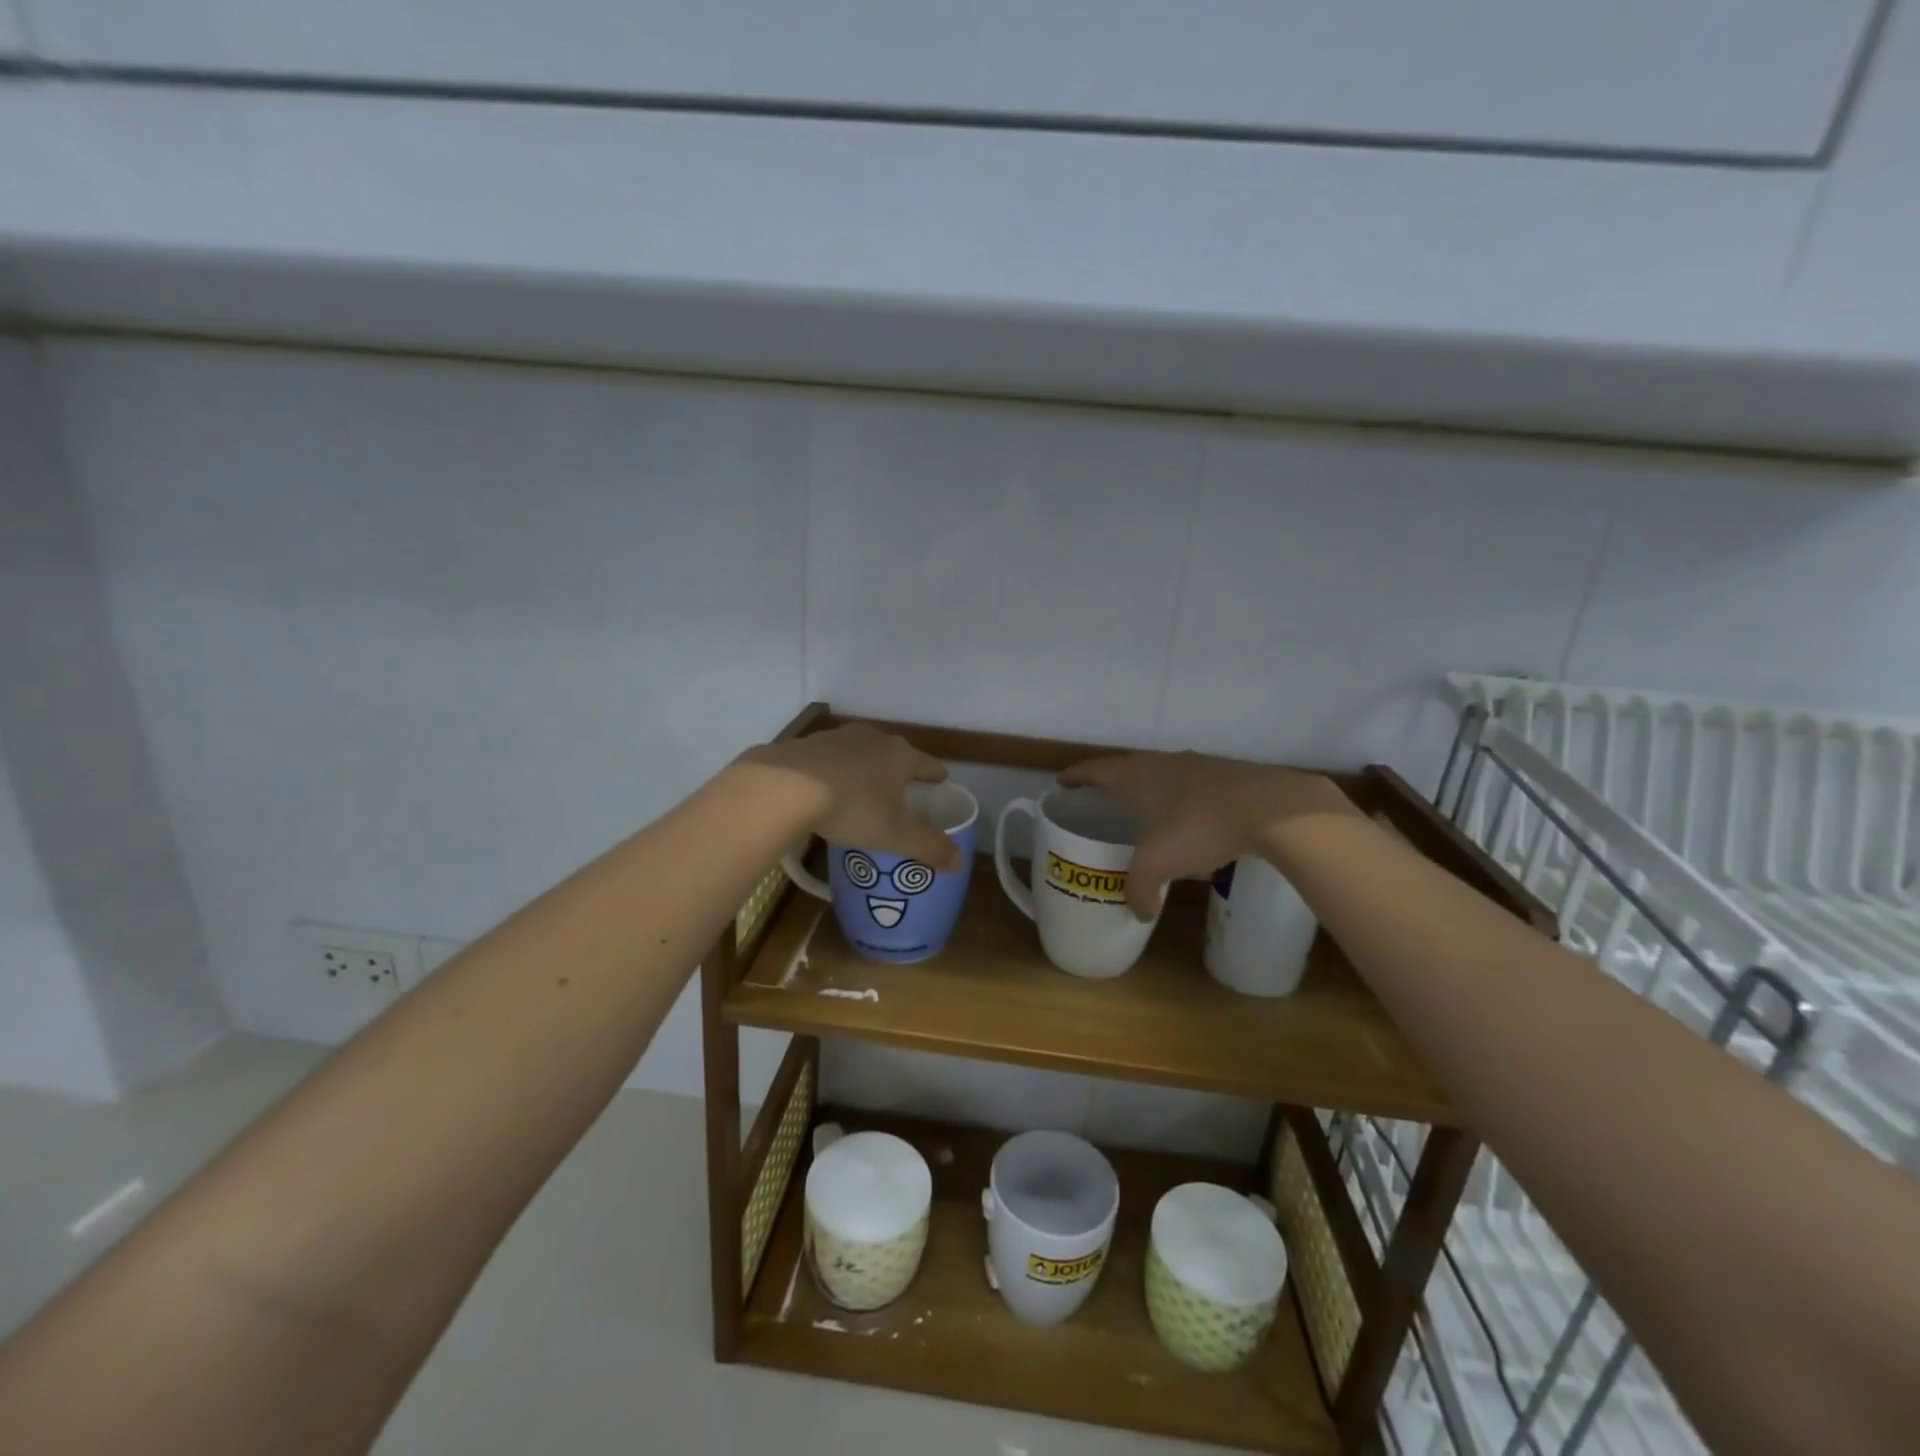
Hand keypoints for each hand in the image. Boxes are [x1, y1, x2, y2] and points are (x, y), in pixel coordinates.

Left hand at [739, 723, 962, 871]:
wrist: (786, 786)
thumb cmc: (852, 808)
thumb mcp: (895, 835)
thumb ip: (929, 847)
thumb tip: (960, 862)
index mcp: (901, 756)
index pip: (928, 764)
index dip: (936, 775)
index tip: (941, 781)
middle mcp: (874, 738)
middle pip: (895, 753)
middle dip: (900, 770)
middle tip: (903, 789)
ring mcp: (839, 737)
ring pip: (862, 752)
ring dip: (866, 767)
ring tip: (864, 788)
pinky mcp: (809, 742)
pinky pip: (831, 757)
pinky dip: (835, 769)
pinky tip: (827, 786)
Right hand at [1060, 751, 1354, 918]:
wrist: (1270, 809)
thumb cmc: (1199, 827)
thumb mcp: (1158, 864)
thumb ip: (1140, 889)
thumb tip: (1138, 913)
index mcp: (1137, 775)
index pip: (1096, 770)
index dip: (1076, 777)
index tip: (1061, 782)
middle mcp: (1163, 762)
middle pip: (1127, 768)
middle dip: (1111, 783)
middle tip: (1100, 800)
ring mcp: (1198, 765)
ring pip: (1163, 775)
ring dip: (1149, 790)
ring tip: (1144, 811)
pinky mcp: (1227, 776)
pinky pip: (1192, 786)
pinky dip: (1181, 800)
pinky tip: (1190, 821)